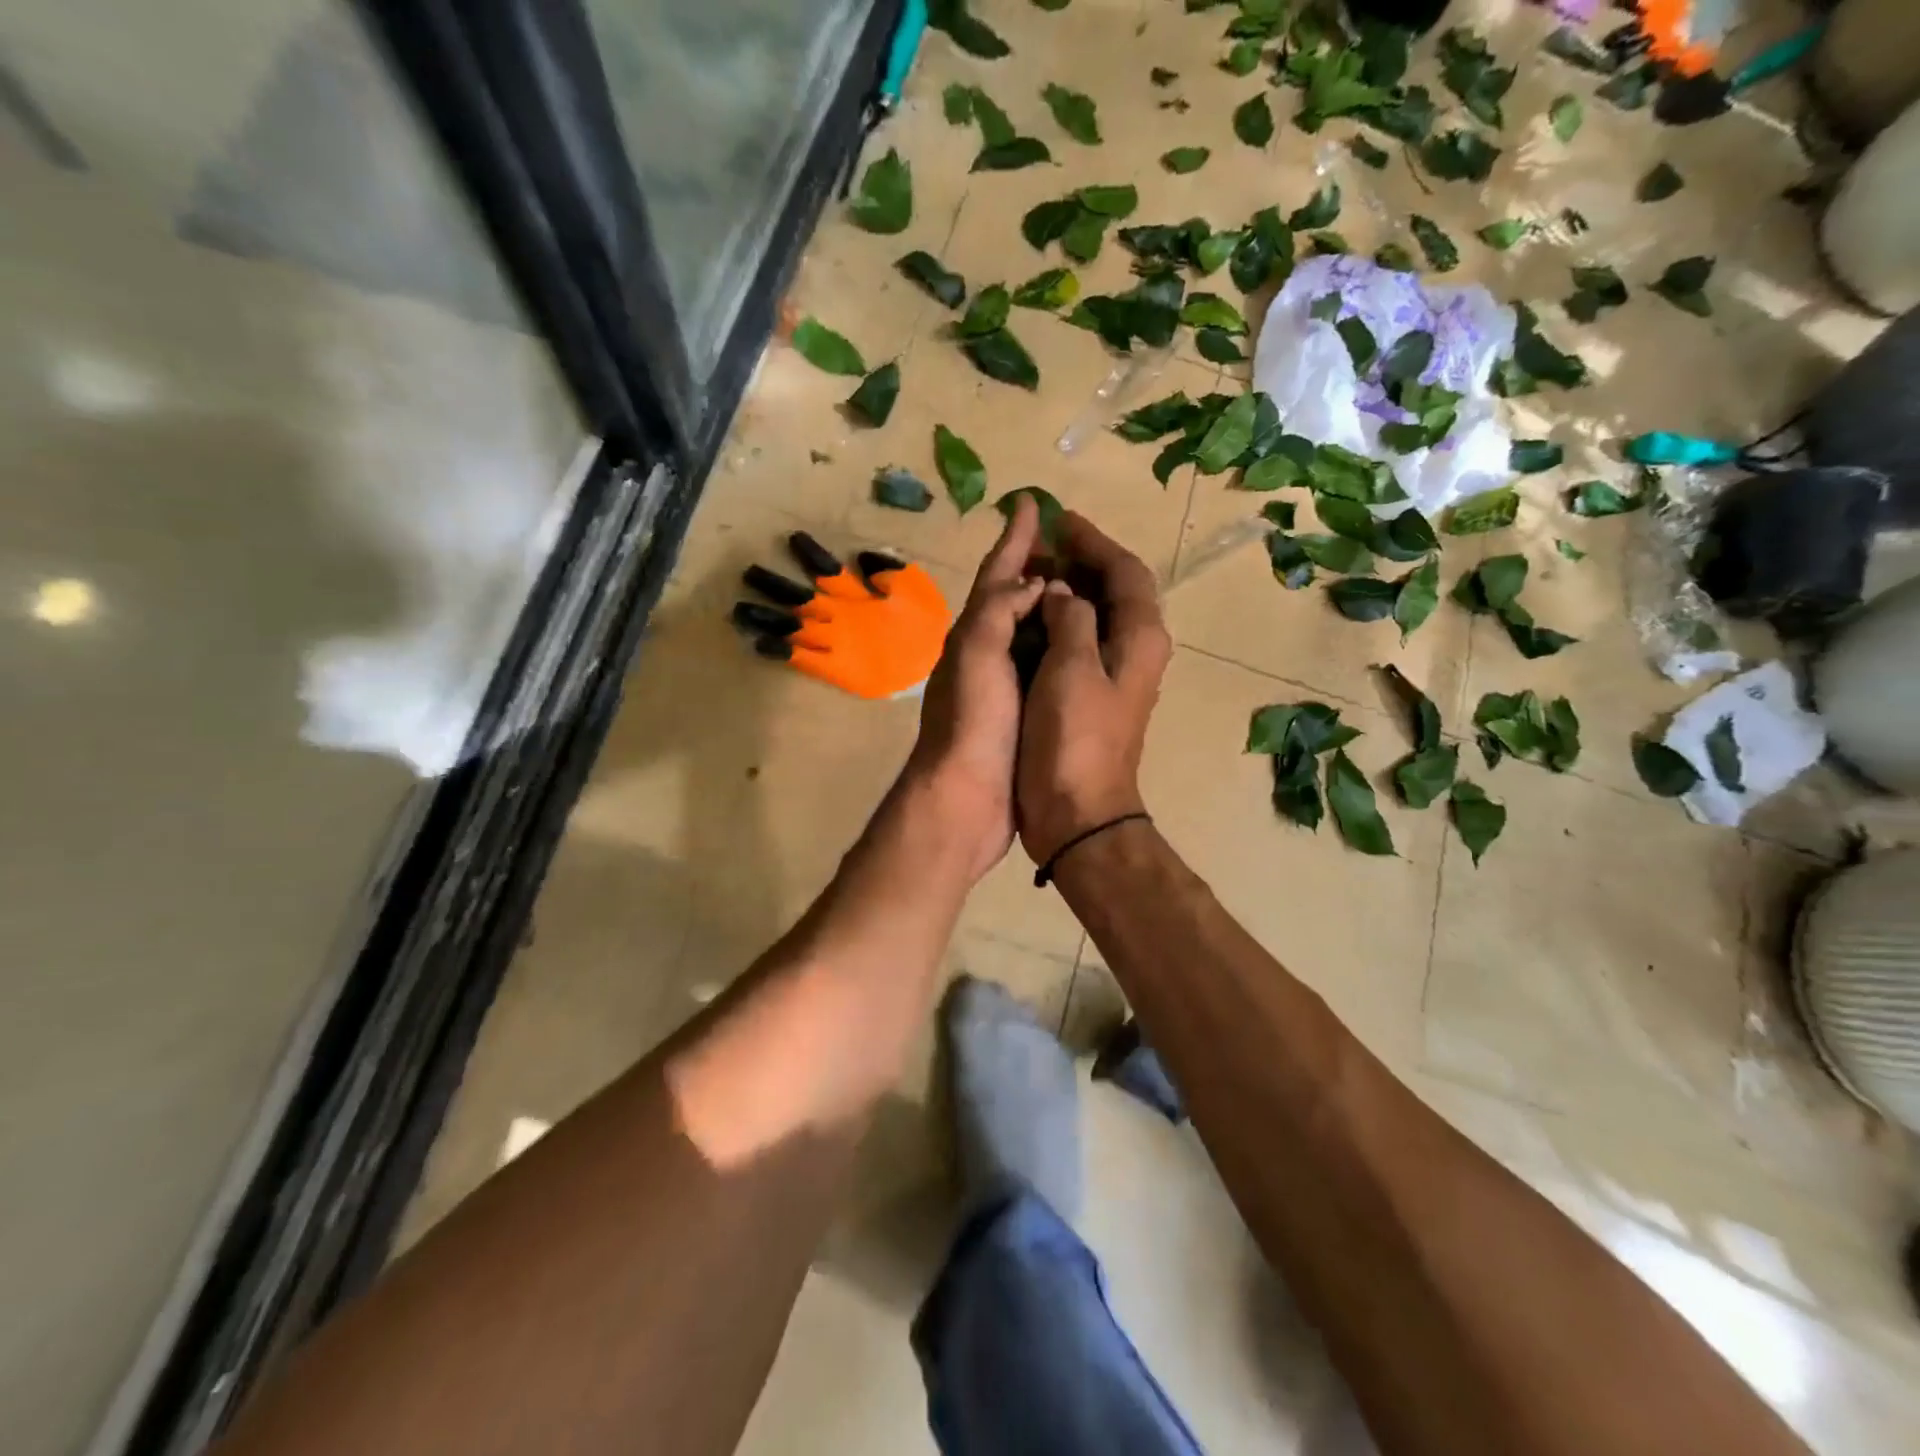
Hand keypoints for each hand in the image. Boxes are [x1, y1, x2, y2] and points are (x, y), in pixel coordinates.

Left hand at [902, 498, 1045, 883]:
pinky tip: (1079, 644)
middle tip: (1067, 542)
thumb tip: (1032, 586)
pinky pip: (1044, 666)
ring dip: (1050, 605)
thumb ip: (999, 610)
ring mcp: (1003, 686)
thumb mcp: (977, 653)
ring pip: (1030, 633)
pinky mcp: (1022, 714)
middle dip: (1034, 567)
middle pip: (1012, 599)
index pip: (996, 575)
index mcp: (973, 635)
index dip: (1014, 539)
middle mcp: (986, 654)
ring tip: (1081, 584)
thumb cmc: (972, 722)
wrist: (967, 799)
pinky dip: (1059, 646)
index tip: (1031, 503)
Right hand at [1016, 513, 1170, 864]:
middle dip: (1083, 560)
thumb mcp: (1071, 668)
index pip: (1124, 571)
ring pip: (1098, 615)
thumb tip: (1064, 593)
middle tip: (1042, 541)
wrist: (1079, 812)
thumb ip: (1071, 619)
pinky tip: (1033, 619)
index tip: (1060, 520)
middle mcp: (1137, 650)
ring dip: (1071, 589)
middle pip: (1116, 589)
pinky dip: (1062, 621)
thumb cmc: (1074, 739)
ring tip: (1033, 571)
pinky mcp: (1096, 696)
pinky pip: (1082, 641)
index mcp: (1140, 637)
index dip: (1093, 541)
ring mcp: (1118, 675)